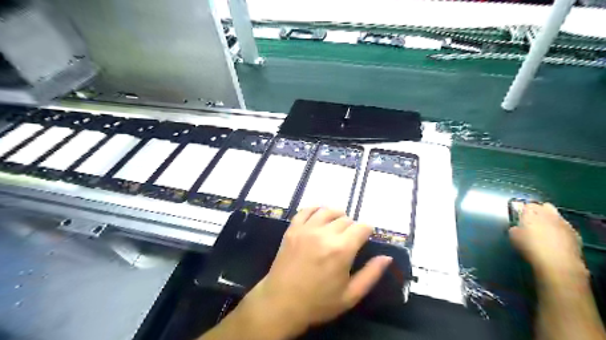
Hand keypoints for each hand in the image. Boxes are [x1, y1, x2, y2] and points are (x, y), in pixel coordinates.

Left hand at [237, 207, 393, 337]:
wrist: (281, 303)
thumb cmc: (318, 303)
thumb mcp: (350, 295)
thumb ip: (371, 274)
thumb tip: (387, 257)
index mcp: (341, 250)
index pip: (362, 227)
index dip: (367, 230)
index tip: (366, 237)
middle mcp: (324, 234)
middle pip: (345, 219)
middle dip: (352, 227)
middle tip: (350, 238)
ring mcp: (306, 229)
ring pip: (327, 211)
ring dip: (336, 215)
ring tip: (337, 225)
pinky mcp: (292, 229)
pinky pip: (306, 210)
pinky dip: (315, 209)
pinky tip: (319, 216)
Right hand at [507, 203, 586, 282]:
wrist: (557, 262)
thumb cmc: (530, 247)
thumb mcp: (513, 236)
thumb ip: (514, 228)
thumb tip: (518, 227)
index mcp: (531, 212)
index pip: (525, 204)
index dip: (522, 210)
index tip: (519, 217)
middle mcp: (548, 213)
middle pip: (543, 206)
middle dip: (538, 211)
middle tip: (532, 221)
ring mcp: (563, 222)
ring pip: (556, 215)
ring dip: (550, 220)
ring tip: (544, 231)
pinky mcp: (574, 233)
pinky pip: (564, 227)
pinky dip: (559, 230)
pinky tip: (555, 240)